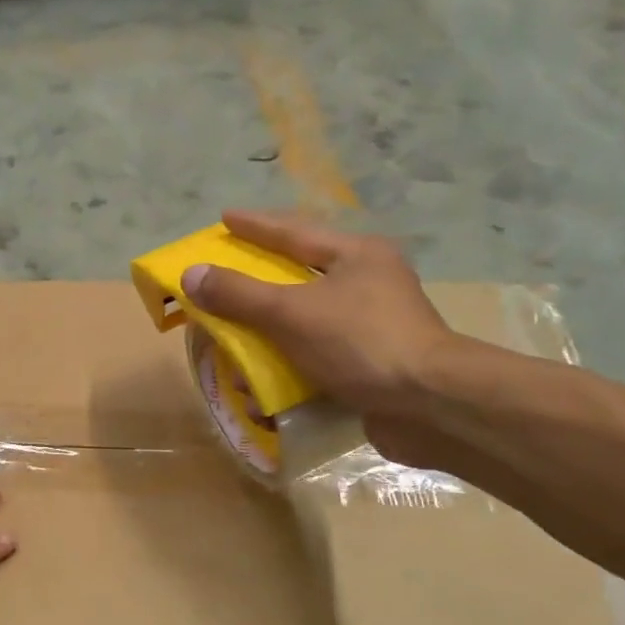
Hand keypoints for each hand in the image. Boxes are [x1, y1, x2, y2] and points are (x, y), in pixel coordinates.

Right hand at [183, 211, 459, 457]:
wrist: (432, 406)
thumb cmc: (362, 343)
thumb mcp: (292, 313)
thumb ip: (239, 293)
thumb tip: (191, 274)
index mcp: (356, 256)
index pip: (294, 232)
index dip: (255, 225)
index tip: (224, 218)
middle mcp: (367, 284)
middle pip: (298, 276)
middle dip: (256, 285)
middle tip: (222, 279)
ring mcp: (371, 326)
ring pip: (305, 321)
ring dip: (267, 337)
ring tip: (234, 343)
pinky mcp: (371, 364)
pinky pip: (316, 357)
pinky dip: (287, 368)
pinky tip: (265, 387)